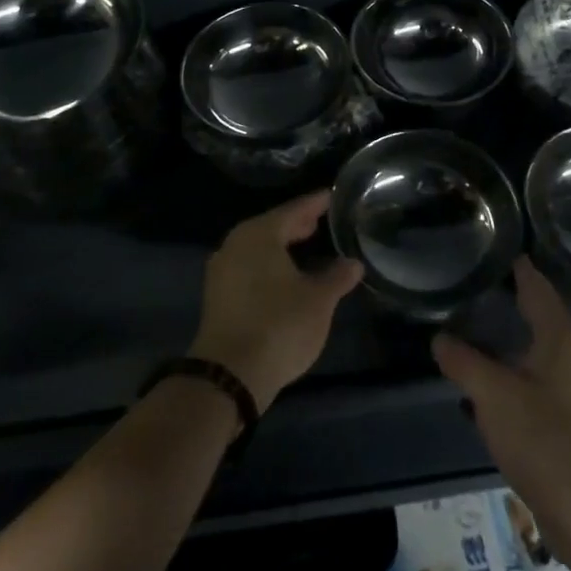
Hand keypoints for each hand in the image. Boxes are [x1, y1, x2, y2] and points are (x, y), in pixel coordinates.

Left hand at [189, 191, 361, 413]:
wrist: (229, 374)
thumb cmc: (279, 326)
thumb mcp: (318, 301)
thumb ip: (337, 277)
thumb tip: (353, 263)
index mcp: (260, 234)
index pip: (294, 210)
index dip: (316, 203)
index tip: (333, 196)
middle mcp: (236, 243)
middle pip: (272, 226)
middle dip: (298, 224)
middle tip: (322, 220)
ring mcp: (223, 270)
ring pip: (259, 248)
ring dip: (282, 245)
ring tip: (307, 245)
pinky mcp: (218, 295)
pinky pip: (249, 266)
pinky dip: (269, 264)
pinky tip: (286, 276)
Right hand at [432, 260, 570, 563]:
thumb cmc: (542, 440)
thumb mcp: (491, 394)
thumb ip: (463, 361)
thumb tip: (440, 338)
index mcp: (560, 339)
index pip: (538, 288)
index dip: (519, 268)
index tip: (499, 248)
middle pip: (543, 316)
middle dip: (515, 300)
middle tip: (481, 284)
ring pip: (541, 351)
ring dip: (515, 338)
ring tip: (481, 328)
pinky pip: (540, 380)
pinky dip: (517, 371)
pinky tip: (494, 383)